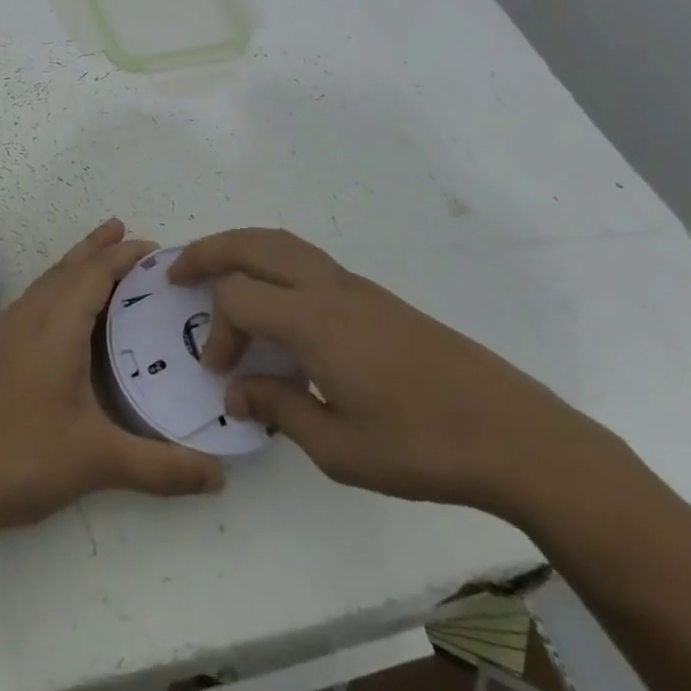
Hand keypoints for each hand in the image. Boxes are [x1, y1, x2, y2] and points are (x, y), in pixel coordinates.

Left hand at [0, 220, 224, 543]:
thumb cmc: (23, 459)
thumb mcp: (99, 462)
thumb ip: (162, 468)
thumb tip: (219, 477)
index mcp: (56, 326)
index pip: (95, 273)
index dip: (123, 255)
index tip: (154, 247)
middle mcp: (29, 316)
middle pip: (68, 266)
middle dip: (99, 247)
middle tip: (127, 231)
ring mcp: (5, 331)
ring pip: (47, 281)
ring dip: (75, 264)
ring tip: (100, 260)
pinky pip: (33, 299)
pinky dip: (57, 287)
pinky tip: (63, 311)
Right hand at [169, 229, 614, 519]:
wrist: (514, 433)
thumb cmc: (421, 446)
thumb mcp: (340, 447)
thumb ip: (279, 408)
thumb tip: (235, 391)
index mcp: (314, 320)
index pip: (238, 298)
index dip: (217, 331)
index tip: (222, 374)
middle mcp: (329, 288)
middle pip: (253, 244)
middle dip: (208, 251)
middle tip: (176, 270)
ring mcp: (355, 286)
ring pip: (283, 243)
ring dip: (241, 248)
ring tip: (216, 269)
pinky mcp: (376, 296)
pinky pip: (308, 260)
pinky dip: (273, 262)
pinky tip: (275, 299)